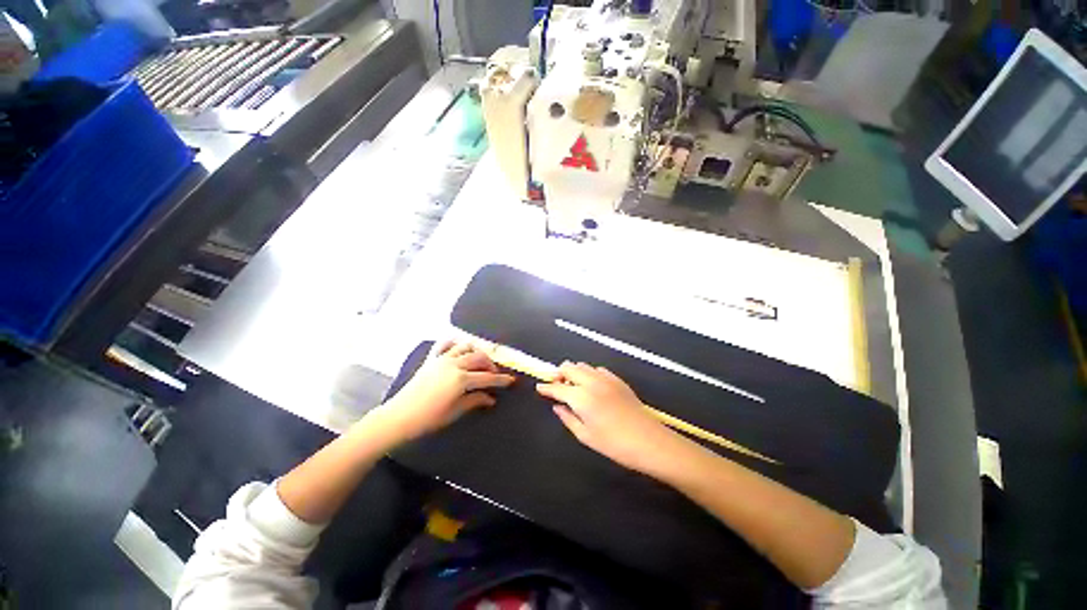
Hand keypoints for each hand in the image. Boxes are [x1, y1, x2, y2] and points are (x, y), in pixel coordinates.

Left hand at [376, 341, 514, 443]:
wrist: (399, 417)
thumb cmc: (429, 418)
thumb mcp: (456, 411)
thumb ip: (476, 401)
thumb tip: (491, 399)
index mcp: (461, 379)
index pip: (487, 378)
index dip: (501, 380)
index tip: (512, 380)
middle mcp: (454, 364)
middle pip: (479, 358)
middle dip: (491, 365)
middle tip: (494, 375)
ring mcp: (442, 359)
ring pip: (466, 347)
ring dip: (476, 352)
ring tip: (480, 362)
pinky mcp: (431, 358)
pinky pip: (445, 343)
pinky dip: (455, 342)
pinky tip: (460, 348)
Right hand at [537, 362, 684, 475]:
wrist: (649, 441)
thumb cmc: (614, 444)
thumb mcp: (585, 436)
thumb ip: (567, 418)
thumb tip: (557, 406)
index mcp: (580, 397)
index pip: (557, 388)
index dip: (546, 387)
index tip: (539, 387)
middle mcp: (591, 381)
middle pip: (569, 367)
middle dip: (558, 374)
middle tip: (556, 386)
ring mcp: (605, 378)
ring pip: (583, 365)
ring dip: (573, 372)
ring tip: (573, 386)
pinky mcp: (617, 379)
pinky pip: (597, 369)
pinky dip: (589, 373)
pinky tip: (592, 386)